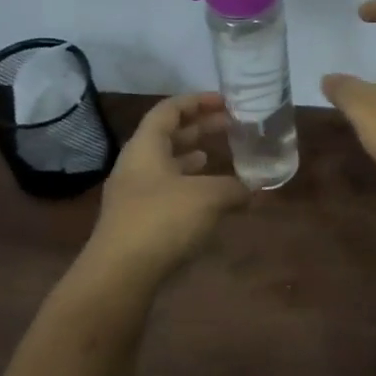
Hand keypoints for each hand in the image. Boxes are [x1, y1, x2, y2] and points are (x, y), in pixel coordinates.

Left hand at [91, 93, 250, 278]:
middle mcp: (136, 165)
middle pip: (167, 136)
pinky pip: (167, 191)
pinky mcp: (138, 221)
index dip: (197, 102)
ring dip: (192, 157)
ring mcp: (134, 194)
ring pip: (166, 165)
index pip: (169, 110)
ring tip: (216, 156)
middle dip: (200, 128)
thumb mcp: (208, 197)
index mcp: (145, 147)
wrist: (120, 274)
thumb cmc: (162, 220)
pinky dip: (189, 186)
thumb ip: (234, 187)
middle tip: (231, 126)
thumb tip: (256, 188)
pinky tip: (207, 198)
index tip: (225, 102)